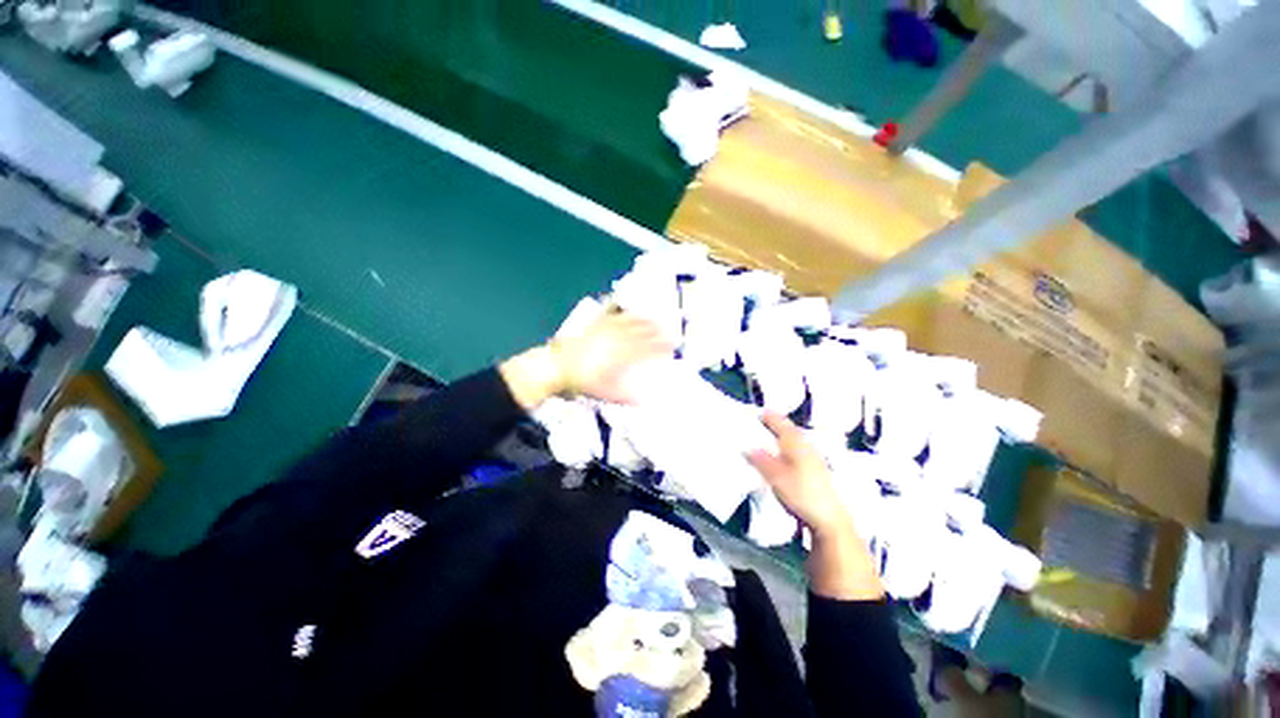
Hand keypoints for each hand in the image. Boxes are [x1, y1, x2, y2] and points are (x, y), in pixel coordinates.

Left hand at [549, 310, 672, 403]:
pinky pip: (615, 315)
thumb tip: (644, 401)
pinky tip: (630, 312)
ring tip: (656, 322)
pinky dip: (626, 314)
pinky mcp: (596, 325)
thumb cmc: (583, 381)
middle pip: (642, 333)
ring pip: (631, 322)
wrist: (557, 367)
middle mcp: (617, 339)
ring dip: (646, 321)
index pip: (647, 349)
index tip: (671, 348)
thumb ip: (627, 396)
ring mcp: (607, 330)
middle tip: (669, 333)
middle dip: (658, 333)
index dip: (661, 348)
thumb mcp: (606, 393)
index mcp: (622, 355)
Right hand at [746, 412, 853, 539]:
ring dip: (783, 436)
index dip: (768, 417)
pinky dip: (789, 448)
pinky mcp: (817, 471)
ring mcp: (814, 458)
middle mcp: (806, 446)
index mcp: (795, 442)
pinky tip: (785, 456)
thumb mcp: (775, 476)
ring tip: (771, 436)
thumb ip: (760, 460)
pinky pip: (799, 451)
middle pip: (790, 429)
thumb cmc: (800, 493)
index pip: (780, 423)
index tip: (758, 412)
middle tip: (763, 421)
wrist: (829, 519)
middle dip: (776, 424)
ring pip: (796, 440)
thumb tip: (747, 448)